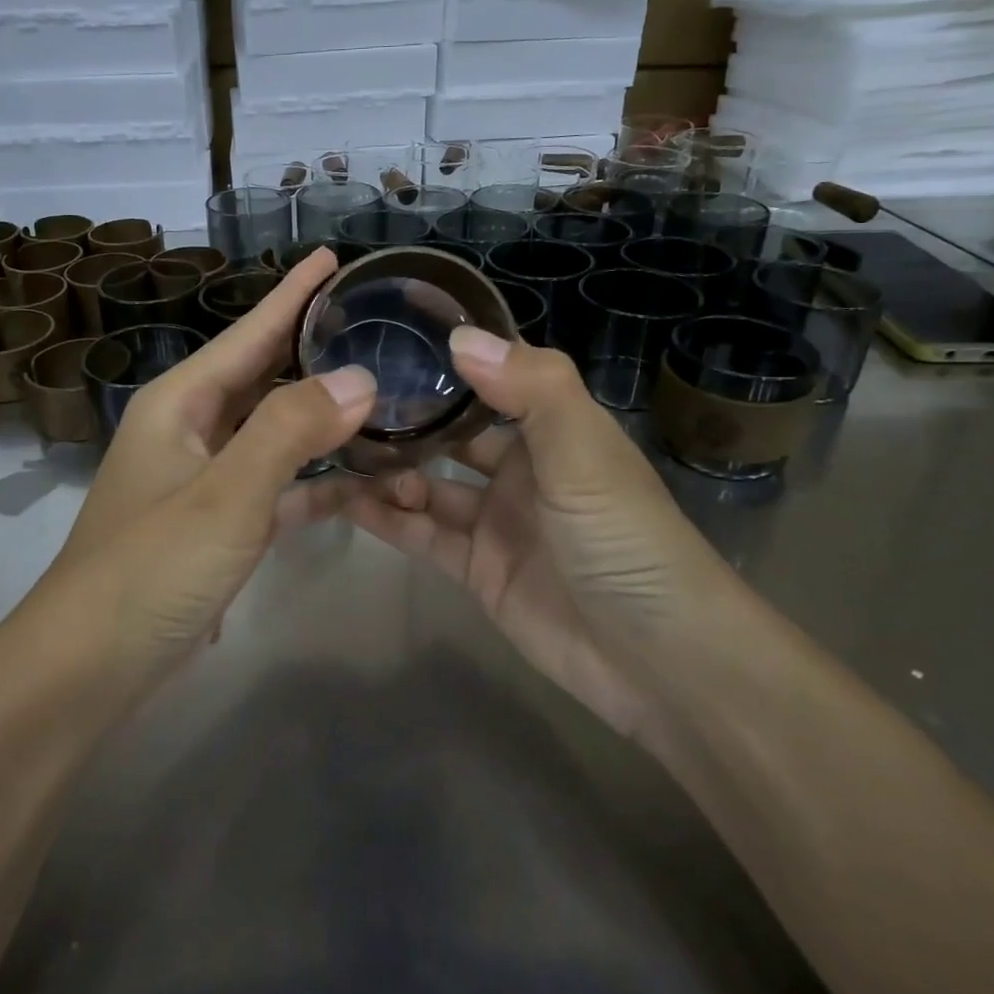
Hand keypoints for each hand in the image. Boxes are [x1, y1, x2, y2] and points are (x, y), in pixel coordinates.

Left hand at [41, 248, 375, 691]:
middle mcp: (191, 430)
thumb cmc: (149, 568)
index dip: (291, 294)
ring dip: (323, 417)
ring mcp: (205, 480)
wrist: (88, 668)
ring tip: (382, 393)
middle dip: (312, 348)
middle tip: (373, 322)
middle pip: (262, 375)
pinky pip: (277, 488)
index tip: (331, 256)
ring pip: (274, 432)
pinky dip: (316, 482)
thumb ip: (290, 431)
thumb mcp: (223, 495)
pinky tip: (364, 480)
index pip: (248, 332)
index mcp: (181, 403)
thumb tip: (360, 378)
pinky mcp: (220, 526)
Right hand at [347, 328, 738, 745]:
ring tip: (334, 451)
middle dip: (404, 417)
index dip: (446, 357)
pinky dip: (385, 517)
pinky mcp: (476, 568)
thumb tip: (459, 337)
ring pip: (428, 483)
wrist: (658, 660)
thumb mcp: (584, 451)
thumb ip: (530, 389)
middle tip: (342, 401)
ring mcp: (495, 520)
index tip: (387, 333)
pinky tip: (341, 499)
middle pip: (451, 432)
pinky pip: (421, 533)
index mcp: (553, 427)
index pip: (492, 376)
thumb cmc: (625, 537)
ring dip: (387, 470)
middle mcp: (521, 467)